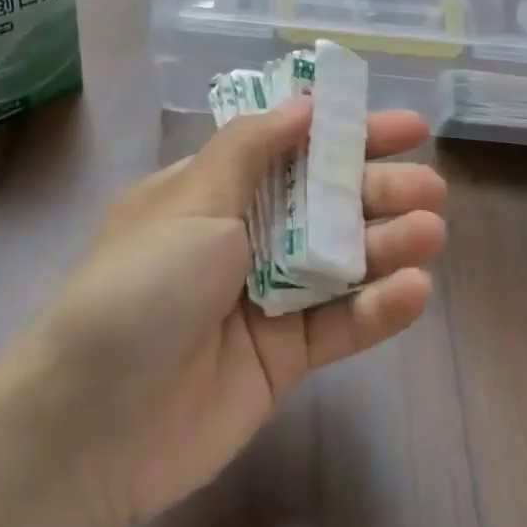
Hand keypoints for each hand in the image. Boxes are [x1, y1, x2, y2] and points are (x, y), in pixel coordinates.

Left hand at [29, 99, 444, 526]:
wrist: (95, 422)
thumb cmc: (142, 287)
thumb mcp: (191, 200)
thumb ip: (251, 150)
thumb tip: (302, 104)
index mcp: (213, 192)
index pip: (291, 149)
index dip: (345, 134)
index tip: (405, 127)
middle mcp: (243, 238)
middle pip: (324, 204)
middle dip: (377, 189)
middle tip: (431, 186)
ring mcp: (266, 299)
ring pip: (340, 262)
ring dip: (387, 244)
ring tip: (431, 231)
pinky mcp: (284, 358)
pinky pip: (338, 325)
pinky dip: (377, 309)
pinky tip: (414, 290)